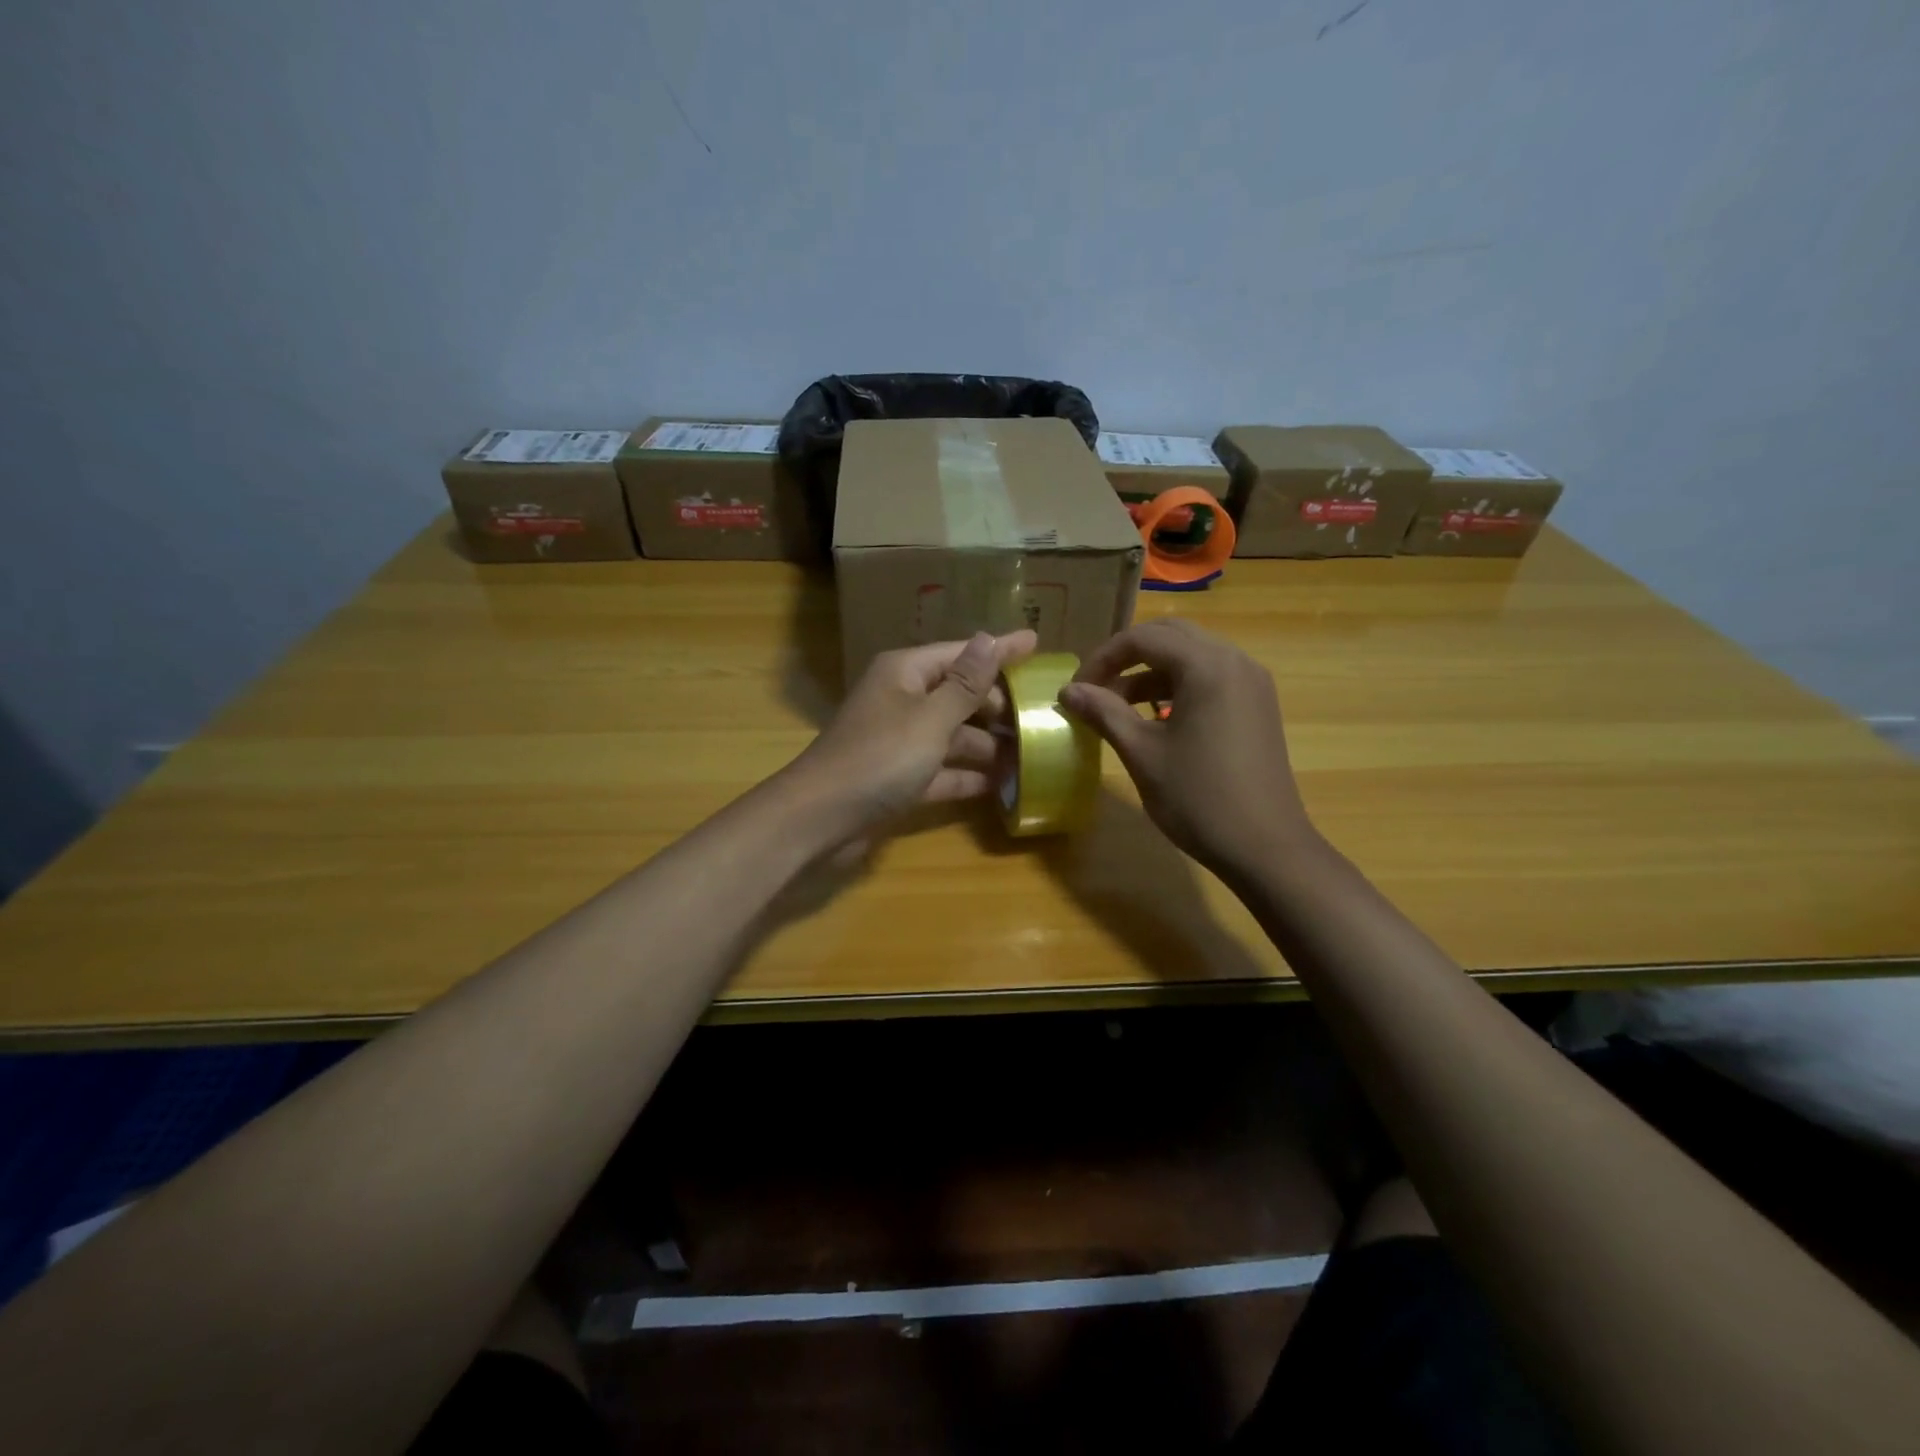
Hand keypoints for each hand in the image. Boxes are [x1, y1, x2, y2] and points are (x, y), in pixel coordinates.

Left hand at [789, 630, 1037, 839]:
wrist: (821, 818)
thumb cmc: (879, 757)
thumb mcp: (930, 718)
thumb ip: (965, 683)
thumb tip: (990, 638)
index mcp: (905, 674)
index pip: (961, 653)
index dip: (999, 650)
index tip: (1037, 643)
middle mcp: (902, 701)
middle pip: (958, 694)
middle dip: (996, 704)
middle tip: (1038, 716)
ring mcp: (900, 741)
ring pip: (953, 735)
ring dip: (987, 745)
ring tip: (1031, 754)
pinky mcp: (900, 778)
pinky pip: (942, 770)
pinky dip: (967, 776)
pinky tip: (1001, 786)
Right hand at [1059, 620, 1312, 872]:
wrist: (1266, 848)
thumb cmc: (1198, 798)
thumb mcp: (1142, 753)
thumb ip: (1104, 713)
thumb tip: (1068, 691)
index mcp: (1207, 666)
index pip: (1143, 638)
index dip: (1102, 658)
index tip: (1076, 690)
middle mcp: (1235, 661)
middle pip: (1170, 635)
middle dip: (1127, 656)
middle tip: (1096, 688)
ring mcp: (1251, 682)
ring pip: (1191, 655)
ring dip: (1151, 671)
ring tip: (1118, 707)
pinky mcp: (1256, 704)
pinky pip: (1210, 676)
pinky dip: (1177, 685)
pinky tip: (1155, 718)